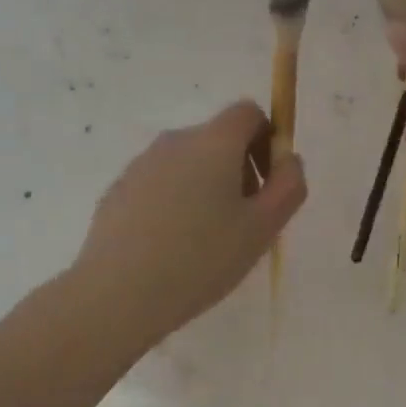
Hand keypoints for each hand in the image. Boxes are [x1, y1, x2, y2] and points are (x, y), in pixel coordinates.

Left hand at [71, 101, 307, 343]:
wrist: (117, 293)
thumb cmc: (200, 259)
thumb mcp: (262, 228)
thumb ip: (288, 186)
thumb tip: (288, 159)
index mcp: (212, 142)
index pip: (248, 113)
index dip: (266, 140)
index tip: (266, 184)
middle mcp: (175, 141)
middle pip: (217, 139)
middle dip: (238, 170)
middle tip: (242, 222)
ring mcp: (141, 164)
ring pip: (187, 164)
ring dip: (205, 189)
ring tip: (205, 243)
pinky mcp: (118, 190)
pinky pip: (159, 185)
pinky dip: (173, 204)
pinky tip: (170, 249)